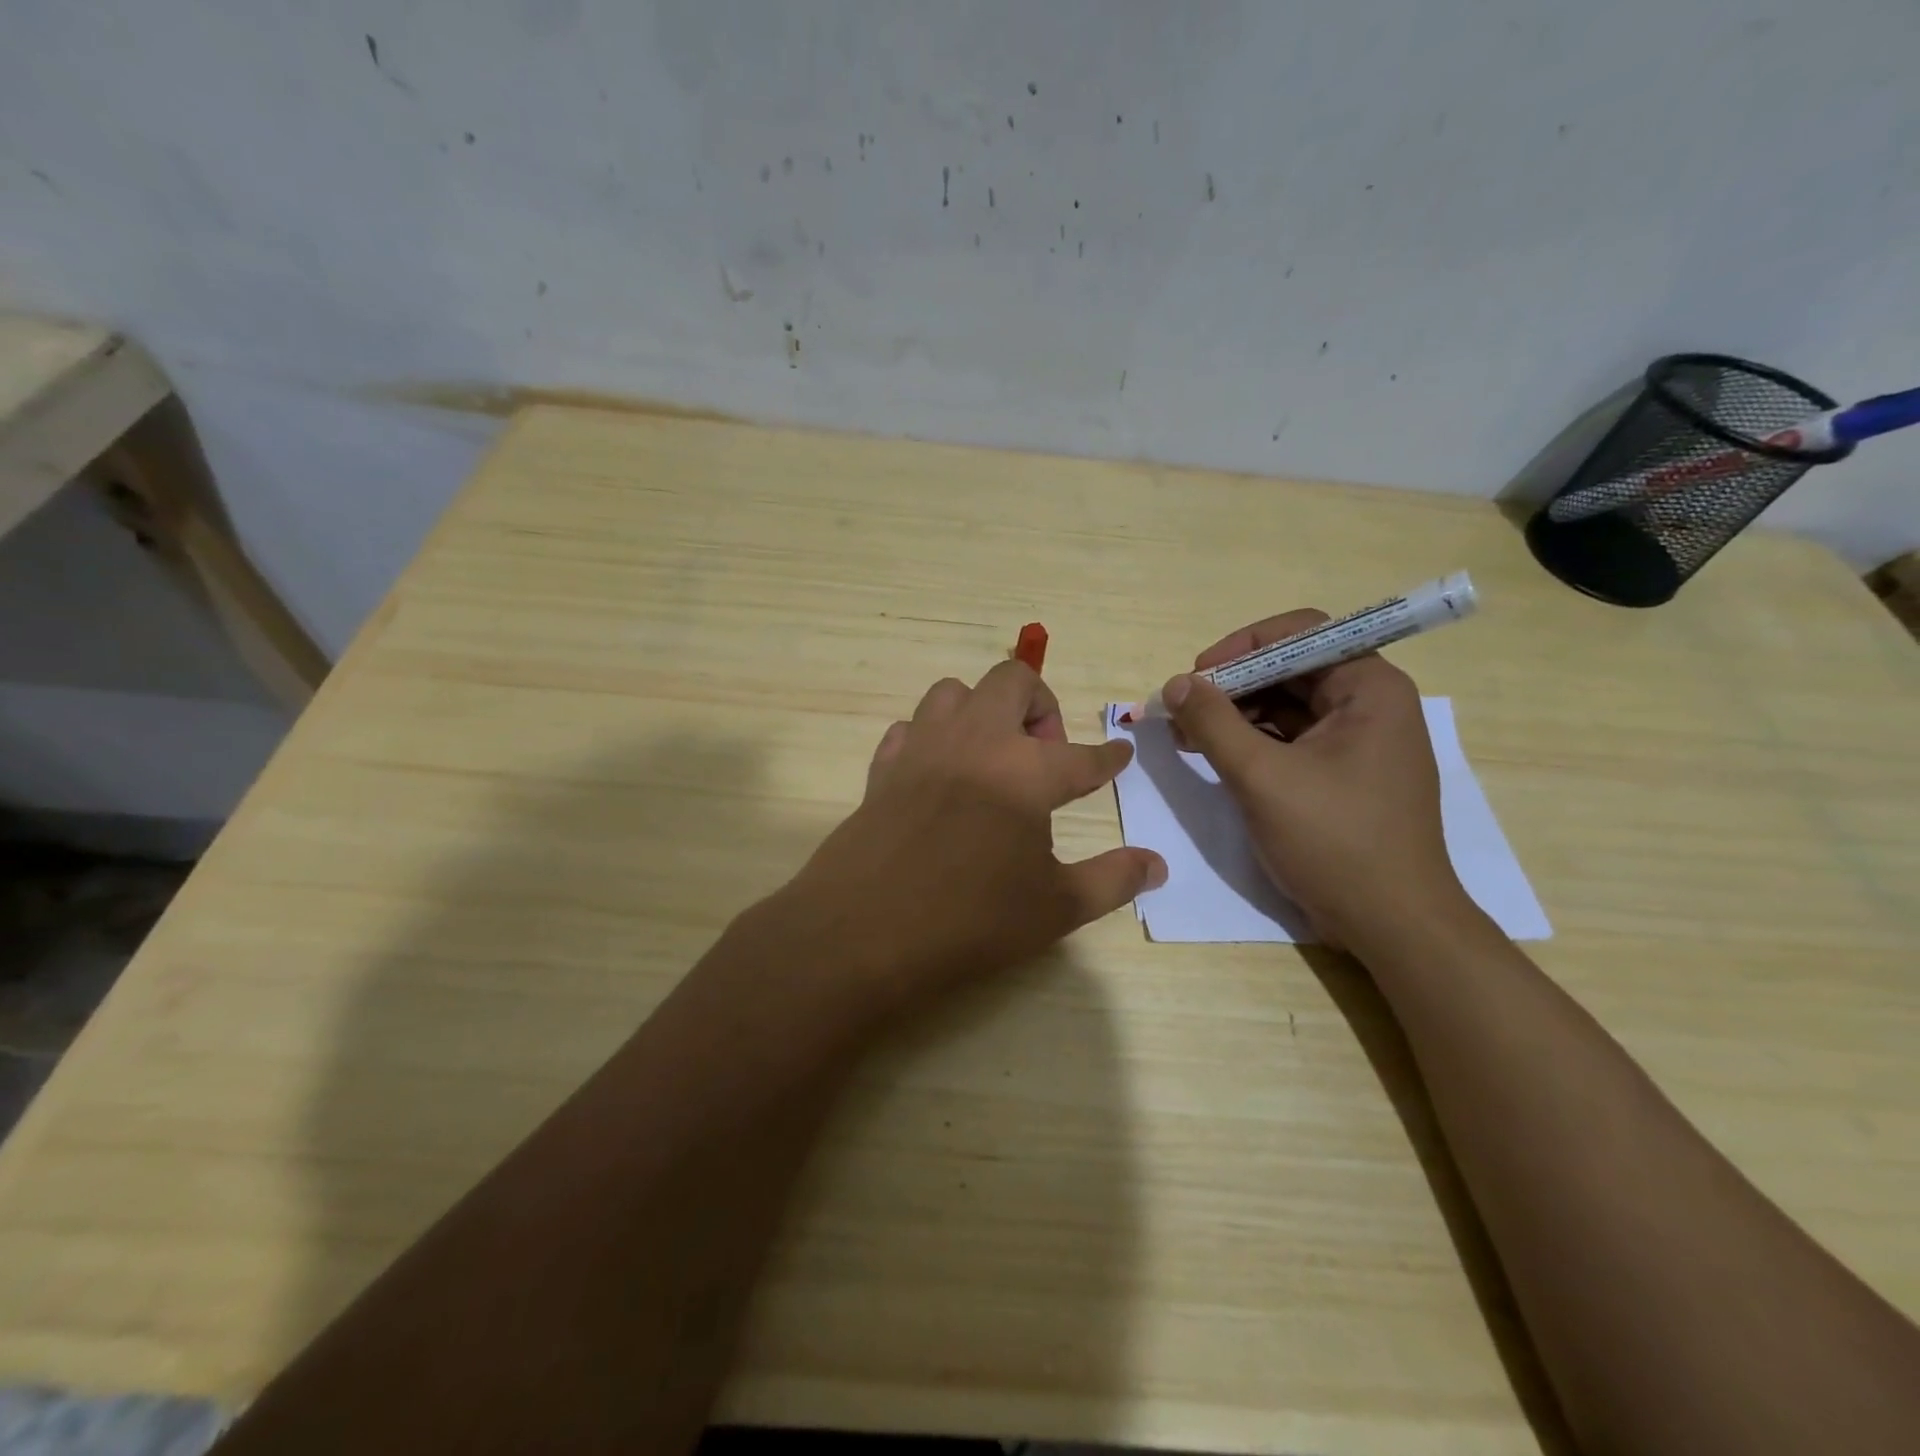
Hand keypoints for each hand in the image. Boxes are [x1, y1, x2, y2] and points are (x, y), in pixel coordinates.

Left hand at [769, 660, 1165, 1014]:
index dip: (1108, 756)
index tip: (1120, 753)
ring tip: (992, 754)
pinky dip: (931, 738)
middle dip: (1041, 704)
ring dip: (981, 710)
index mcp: (1025, 771)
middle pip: (1013, 681)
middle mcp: (975, 742)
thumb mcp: (1055, 909)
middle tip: (1046, 752)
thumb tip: (1157, 865)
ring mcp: (923, 749)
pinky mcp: (882, 768)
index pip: (1082, 756)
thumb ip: (1112, 880)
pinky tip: (938, 773)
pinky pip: (909, 729)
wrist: (863, 932)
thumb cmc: (969, 920)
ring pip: (954, 692)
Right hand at [1161, 610, 1469, 948]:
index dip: (1242, 647)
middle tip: (1181, 709)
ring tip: (1185, 735)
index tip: (1197, 676)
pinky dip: (1249, 742)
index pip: (1300, 634)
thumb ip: (1214, 723)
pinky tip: (1211, 755)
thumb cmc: (1335, 841)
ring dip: (1233, 715)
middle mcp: (1368, 704)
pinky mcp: (1340, 774)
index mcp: (1369, 688)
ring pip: (1284, 706)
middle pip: (1289, 670)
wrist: (1391, 925)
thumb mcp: (1263, 777)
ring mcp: (1355, 742)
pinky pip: (1289, 740)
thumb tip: (1176, 683)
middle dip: (1230, 685)